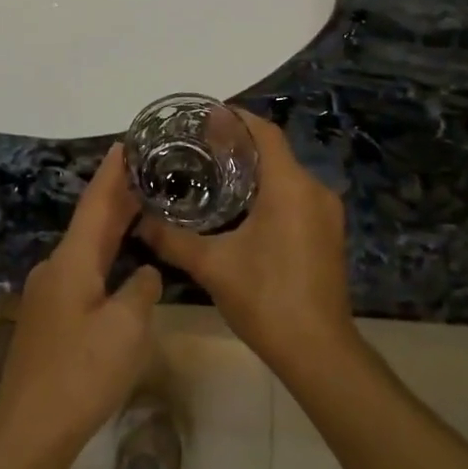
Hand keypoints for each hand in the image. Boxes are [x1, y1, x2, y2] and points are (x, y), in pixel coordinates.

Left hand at [0, 146, 161, 467]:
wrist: (28, 430)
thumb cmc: (80, 374)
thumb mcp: (126, 329)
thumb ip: (141, 290)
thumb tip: (145, 273)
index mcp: (72, 261)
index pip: (96, 203)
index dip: (112, 172)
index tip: (128, 142)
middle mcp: (56, 268)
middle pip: (91, 222)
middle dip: (118, 195)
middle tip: (149, 171)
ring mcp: (49, 293)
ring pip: (87, 248)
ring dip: (113, 226)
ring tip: (143, 207)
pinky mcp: (51, 317)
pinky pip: (83, 271)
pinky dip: (106, 255)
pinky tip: (123, 262)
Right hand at [138, 109, 352, 376]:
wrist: (319, 352)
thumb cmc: (266, 299)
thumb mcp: (212, 266)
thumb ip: (173, 239)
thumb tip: (139, 222)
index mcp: (290, 186)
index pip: (264, 133)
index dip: (235, 118)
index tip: (204, 116)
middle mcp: (314, 190)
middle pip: (275, 151)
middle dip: (239, 144)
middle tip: (199, 146)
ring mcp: (326, 213)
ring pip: (287, 175)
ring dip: (255, 169)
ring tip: (214, 173)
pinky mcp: (329, 233)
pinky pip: (296, 196)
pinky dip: (270, 191)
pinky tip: (242, 208)